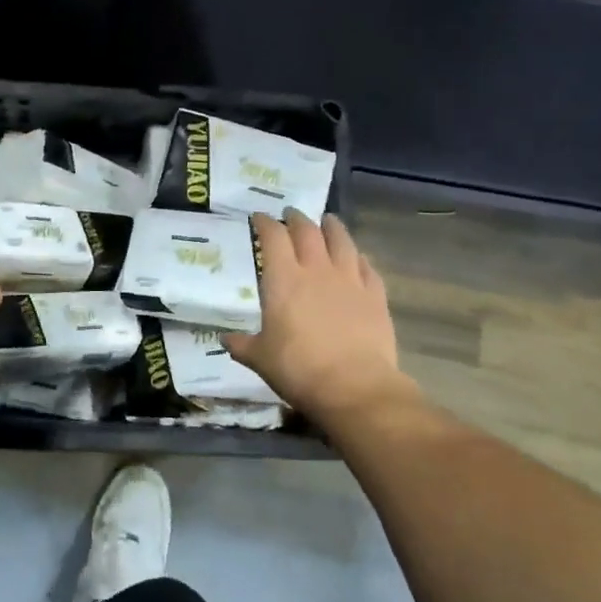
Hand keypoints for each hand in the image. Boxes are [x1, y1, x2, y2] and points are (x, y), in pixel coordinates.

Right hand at [224, 210, 420, 423]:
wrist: (354, 387)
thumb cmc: (298, 369)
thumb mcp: (260, 358)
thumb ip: (242, 345)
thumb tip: (225, 339)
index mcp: (283, 279)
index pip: (273, 237)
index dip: (265, 223)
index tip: (259, 217)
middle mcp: (316, 270)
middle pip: (307, 231)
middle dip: (296, 219)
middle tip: (291, 214)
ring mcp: (350, 281)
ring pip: (341, 241)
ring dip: (332, 227)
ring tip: (327, 221)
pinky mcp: (375, 296)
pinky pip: (367, 268)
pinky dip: (359, 258)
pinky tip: (358, 257)